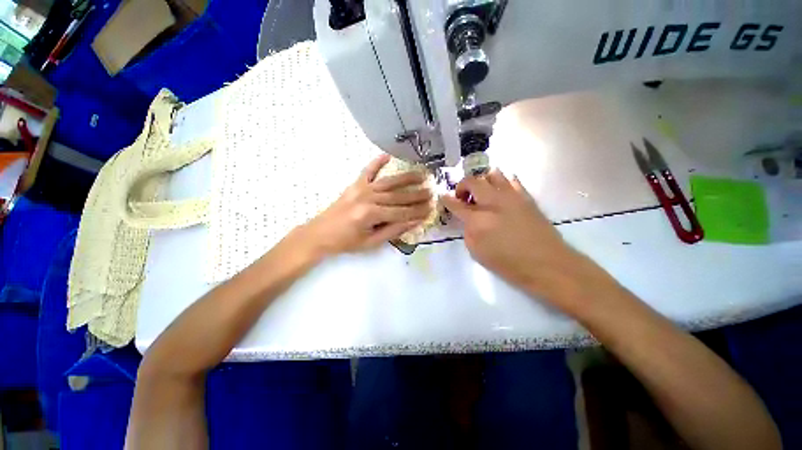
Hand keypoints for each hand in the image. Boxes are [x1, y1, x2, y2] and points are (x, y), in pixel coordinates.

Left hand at [299, 154, 432, 256]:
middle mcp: (368, 198)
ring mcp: (361, 189)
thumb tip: (414, 222)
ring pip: (389, 182)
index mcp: (371, 214)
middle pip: (398, 196)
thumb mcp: (371, 242)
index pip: (401, 212)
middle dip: (417, 195)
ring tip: (422, 174)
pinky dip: (377, 162)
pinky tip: (387, 155)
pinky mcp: (355, 185)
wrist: (319, 233)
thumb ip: (393, 231)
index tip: (432, 208)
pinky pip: (368, 171)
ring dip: (406, 178)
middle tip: (432, 191)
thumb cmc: (346, 242)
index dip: (418, 211)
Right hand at [441, 169, 600, 304]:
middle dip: (462, 186)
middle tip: (463, 197)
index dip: (446, 199)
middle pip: (472, 181)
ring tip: (482, 194)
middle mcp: (493, 202)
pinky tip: (500, 194)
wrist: (546, 263)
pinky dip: (501, 183)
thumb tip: (468, 219)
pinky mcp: (526, 196)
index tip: (443, 196)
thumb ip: (468, 231)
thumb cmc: (508, 264)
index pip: (456, 204)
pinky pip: (511, 180)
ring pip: (492, 174)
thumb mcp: (477, 252)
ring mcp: (511, 196)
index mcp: (478, 219)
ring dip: (482, 181)